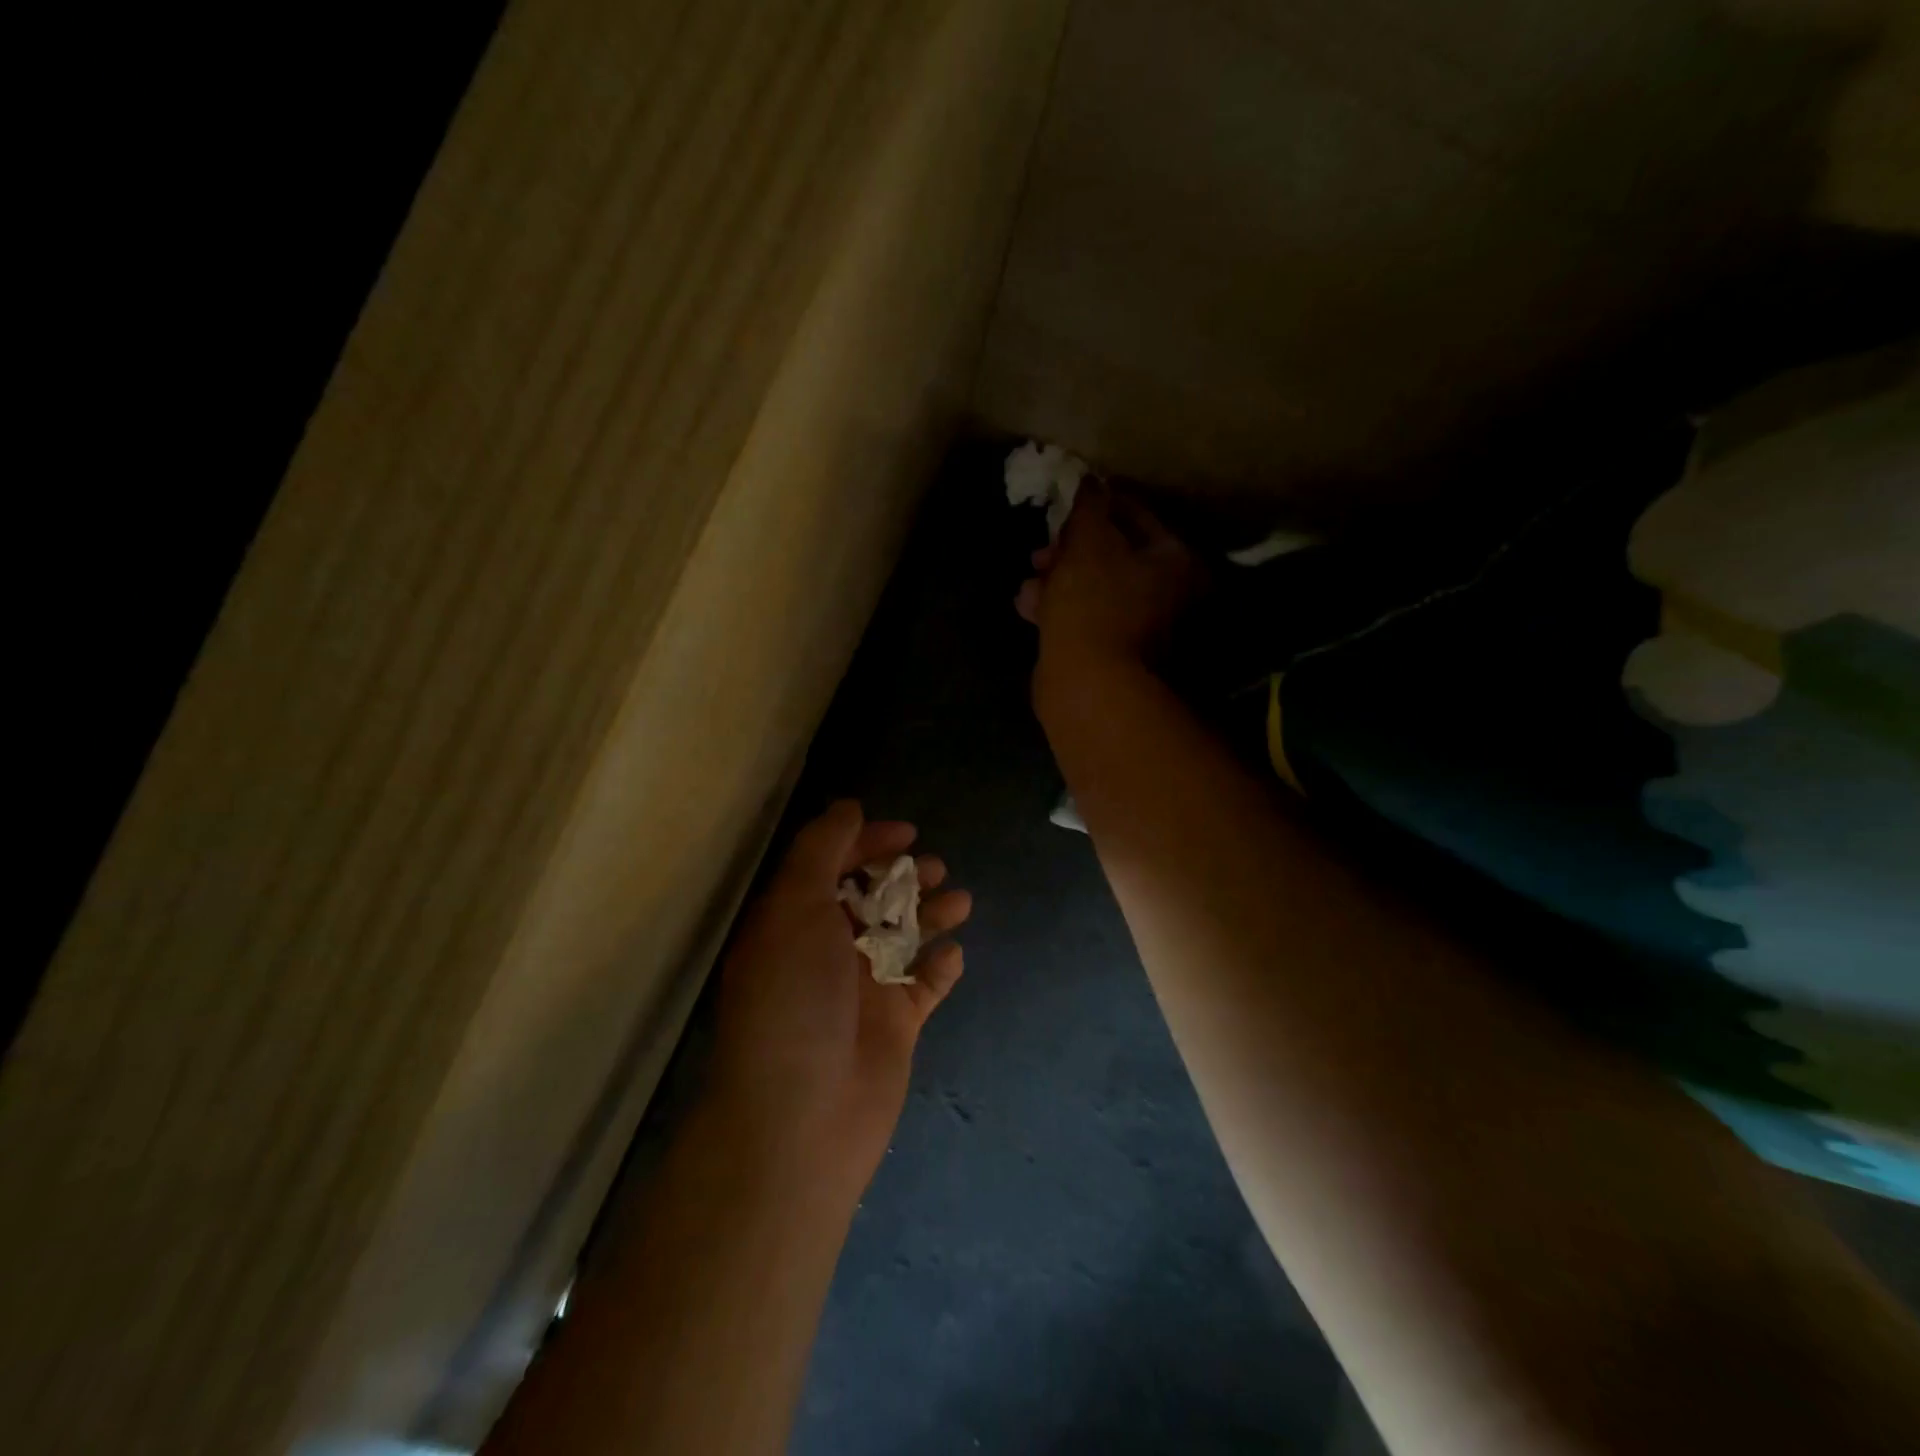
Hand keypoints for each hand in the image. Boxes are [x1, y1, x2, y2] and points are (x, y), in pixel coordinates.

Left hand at [708, 801, 971, 1201]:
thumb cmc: (795, 1001)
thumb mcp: (795, 908)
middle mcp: (826, 951)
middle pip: (871, 899)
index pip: (831, 867)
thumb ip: (820, 851)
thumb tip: (848, 805)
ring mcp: (862, 990)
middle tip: (935, 870)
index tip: (906, 833)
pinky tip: (953, 957)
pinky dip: (940, 968)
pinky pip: (924, 986)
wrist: (803, 1119)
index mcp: (794, 922)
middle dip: (905, 877)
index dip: (866, 843)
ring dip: (931, 915)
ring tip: (960, 902)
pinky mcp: (894, 1026)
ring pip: (903, 938)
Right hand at [1015, 481, 1204, 693]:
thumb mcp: (1088, 542)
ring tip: (1029, 582)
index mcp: (1175, 561)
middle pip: (1114, 556)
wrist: (1089, 687)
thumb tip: (1090, 480)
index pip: (1136, 515)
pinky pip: (1083, 619)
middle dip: (1070, 550)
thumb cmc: (1094, 603)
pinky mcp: (1111, 654)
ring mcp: (1141, 629)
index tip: (1066, 502)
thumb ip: (1089, 506)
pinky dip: (1057, 610)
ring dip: (1057, 580)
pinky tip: (1027, 606)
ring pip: (1094, 590)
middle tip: (1041, 551)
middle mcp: (1168, 594)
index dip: (1098, 503)